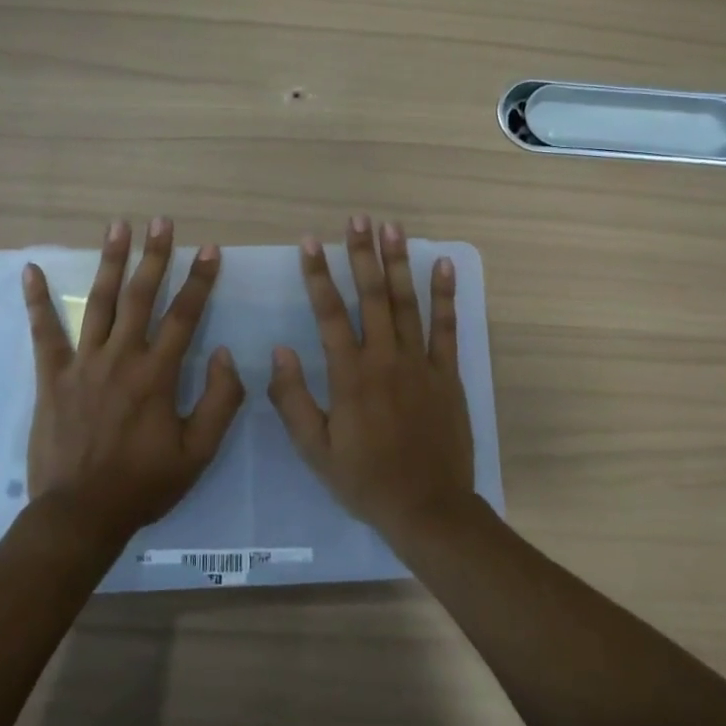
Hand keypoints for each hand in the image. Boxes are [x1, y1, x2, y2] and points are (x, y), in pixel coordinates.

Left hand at [23, 218, 244, 548]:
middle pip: (141, 296)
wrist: (80, 514)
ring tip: (118, 227)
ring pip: (100, 303)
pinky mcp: (52, 377)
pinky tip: (30, 270)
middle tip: (162, 221)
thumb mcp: (198, 453)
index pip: (184, 316)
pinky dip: (36, 301)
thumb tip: (226, 354)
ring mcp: (82, 364)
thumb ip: (220, 401)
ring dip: (111, 262)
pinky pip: (44, 333)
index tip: (211, 250)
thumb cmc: (143, 484)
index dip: (200, 281)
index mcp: (157, 375)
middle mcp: (121, 358)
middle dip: (155, 255)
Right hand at [268, 215, 475, 545]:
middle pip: (371, 295)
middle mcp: (385, 358)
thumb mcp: (315, 449)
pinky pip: (447, 327)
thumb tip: (278, 352)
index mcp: (350, 375)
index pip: (329, 313)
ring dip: (399, 263)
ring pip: (407, 302)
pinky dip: (446, 294)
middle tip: (357, 218)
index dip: (317, 274)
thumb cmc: (365, 480)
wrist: (427, 507)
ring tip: (392, 228)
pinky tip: (444, 265)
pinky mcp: (447, 373)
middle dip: (362, 253)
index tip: (310, 241)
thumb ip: (293, 399)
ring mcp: (420, 363)